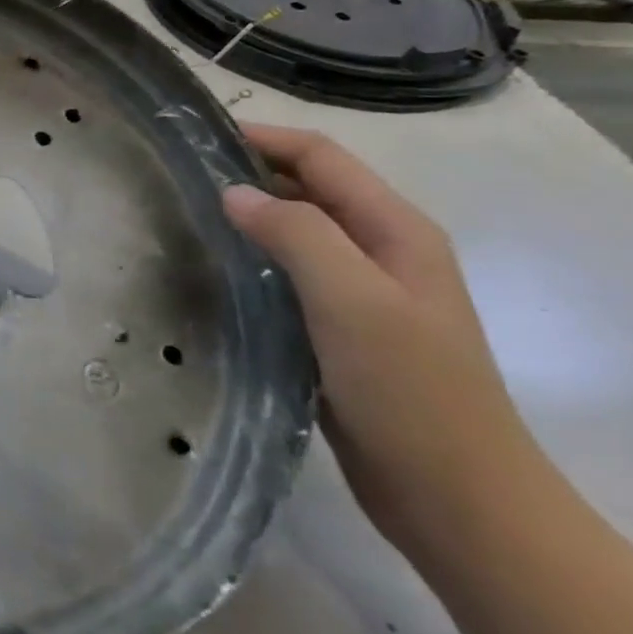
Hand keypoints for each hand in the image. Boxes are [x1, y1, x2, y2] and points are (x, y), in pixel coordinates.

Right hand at [222, 125, 534, 552]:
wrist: (456, 497)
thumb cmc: (410, 390)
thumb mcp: (354, 300)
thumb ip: (297, 234)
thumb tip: (232, 192)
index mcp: (396, 230)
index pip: (320, 158)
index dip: (261, 138)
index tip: (194, 136)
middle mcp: (381, 250)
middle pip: (307, 189)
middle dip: (247, 173)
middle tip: (176, 177)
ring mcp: (361, 292)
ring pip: (294, 232)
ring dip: (245, 218)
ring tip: (182, 218)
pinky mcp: (338, 329)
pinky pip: (287, 275)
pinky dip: (250, 261)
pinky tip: (212, 273)